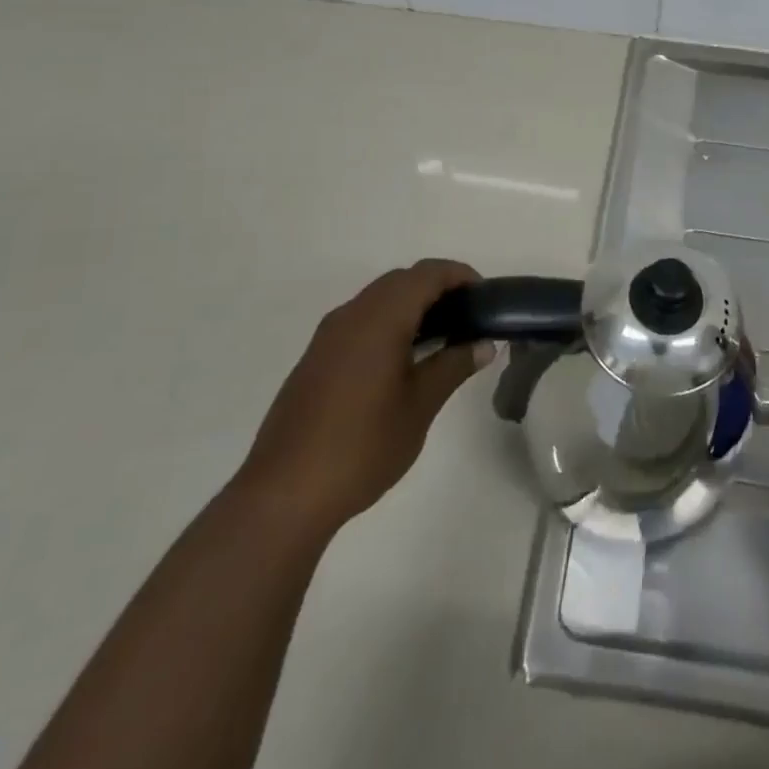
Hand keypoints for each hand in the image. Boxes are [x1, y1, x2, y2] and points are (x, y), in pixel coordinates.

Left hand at [236, 260, 495, 537]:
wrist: (283, 494)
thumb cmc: (362, 447)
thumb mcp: (420, 407)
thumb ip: (453, 366)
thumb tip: (484, 344)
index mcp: (379, 319)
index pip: (426, 274)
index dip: (459, 274)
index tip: (485, 296)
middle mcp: (351, 315)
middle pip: (401, 280)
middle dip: (437, 288)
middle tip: (468, 317)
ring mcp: (328, 336)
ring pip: (378, 298)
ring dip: (411, 305)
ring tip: (441, 338)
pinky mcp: (315, 358)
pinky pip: (360, 320)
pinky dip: (388, 322)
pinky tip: (402, 359)